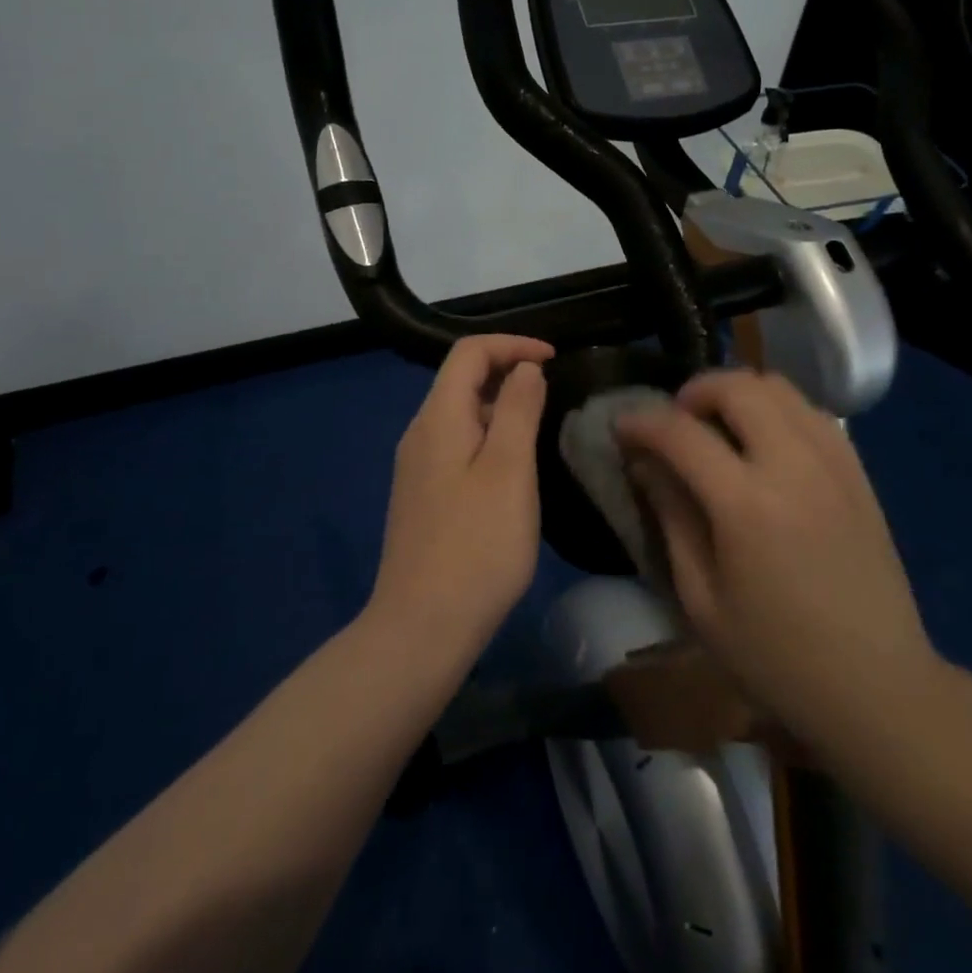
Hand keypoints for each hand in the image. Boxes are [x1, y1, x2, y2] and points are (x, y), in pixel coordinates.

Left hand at [367, 334, 552, 661]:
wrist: (421, 628)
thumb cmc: (476, 546)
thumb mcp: (509, 471)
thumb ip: (518, 410)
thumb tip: (525, 368)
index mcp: (437, 418)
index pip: (469, 352)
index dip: (512, 344)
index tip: (554, 359)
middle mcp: (420, 433)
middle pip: (461, 379)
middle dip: (508, 371)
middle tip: (554, 392)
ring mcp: (417, 466)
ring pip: (461, 413)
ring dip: (501, 406)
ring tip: (541, 425)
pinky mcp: (423, 495)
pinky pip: (457, 444)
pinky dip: (489, 436)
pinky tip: (513, 467)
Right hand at [615, 370, 941, 751]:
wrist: (878, 687)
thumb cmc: (776, 657)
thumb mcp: (702, 600)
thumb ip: (672, 518)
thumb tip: (645, 464)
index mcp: (747, 505)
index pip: (681, 433)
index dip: (642, 422)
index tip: (620, 427)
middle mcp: (793, 466)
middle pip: (737, 387)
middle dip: (693, 392)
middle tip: (674, 424)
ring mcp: (834, 463)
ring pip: (779, 387)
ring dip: (736, 394)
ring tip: (716, 428)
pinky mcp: (858, 473)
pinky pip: (811, 412)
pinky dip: (776, 410)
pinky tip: (763, 446)